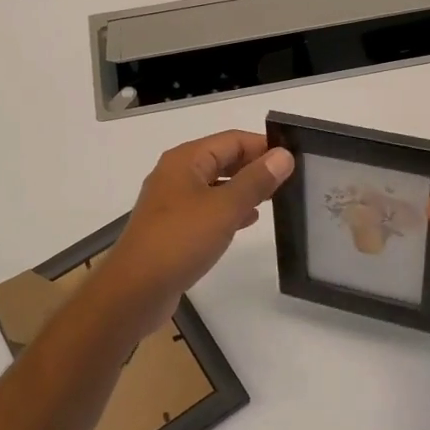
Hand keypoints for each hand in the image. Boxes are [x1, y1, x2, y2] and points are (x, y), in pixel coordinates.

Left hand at [85, 130, 294, 341]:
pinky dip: (229, 209)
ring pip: (215, 185)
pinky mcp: (172, 227)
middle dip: (254, 166)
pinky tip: (248, 220)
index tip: (294, 159)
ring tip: (275, 198)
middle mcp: (176, 174)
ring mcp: (172, 202)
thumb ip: (256, 180)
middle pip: (222, 159)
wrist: (135, 290)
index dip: (263, 146)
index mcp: (186, 160)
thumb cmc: (180, 240)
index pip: (232, 140)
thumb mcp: (225, 208)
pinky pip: (207, 208)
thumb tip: (283, 156)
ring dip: (243, 188)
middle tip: (289, 179)